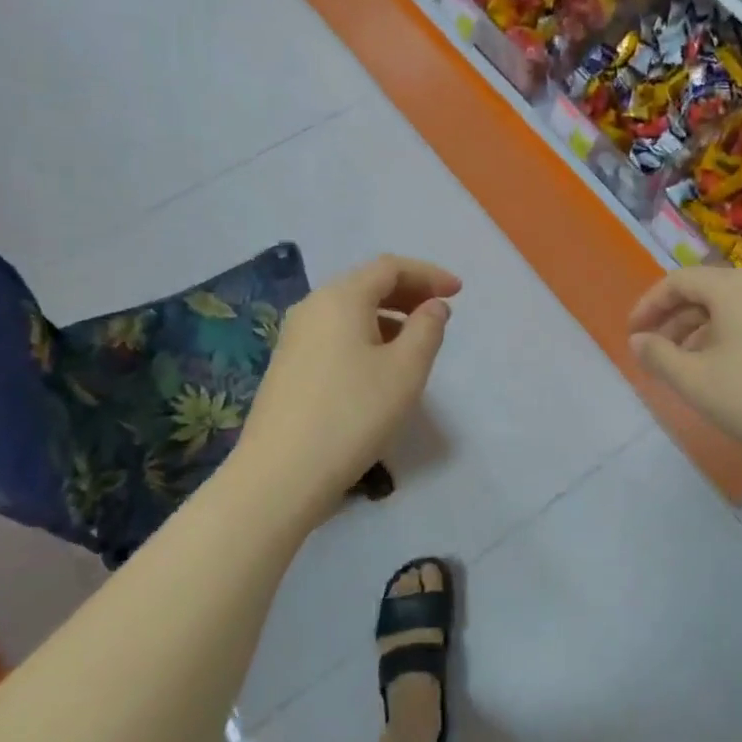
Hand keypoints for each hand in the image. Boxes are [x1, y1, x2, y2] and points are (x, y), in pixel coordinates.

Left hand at [235, 255, 458, 516]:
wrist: (281, 474)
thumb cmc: (353, 414)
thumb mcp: (405, 371)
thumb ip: (427, 330)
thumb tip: (433, 307)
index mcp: (341, 297)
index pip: (390, 267)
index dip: (428, 274)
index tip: (459, 292)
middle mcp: (312, 307)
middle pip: (366, 284)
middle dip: (408, 293)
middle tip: (440, 314)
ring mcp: (295, 337)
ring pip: (349, 311)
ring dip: (388, 316)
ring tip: (416, 343)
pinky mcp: (288, 366)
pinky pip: (335, 334)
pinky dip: (366, 336)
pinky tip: (380, 367)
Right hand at [627, 266, 741, 476]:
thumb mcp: (695, 380)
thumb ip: (658, 355)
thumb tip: (638, 340)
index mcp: (734, 286)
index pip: (678, 281)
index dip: (649, 306)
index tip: (633, 335)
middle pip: (708, 292)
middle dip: (675, 322)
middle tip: (656, 354)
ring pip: (734, 309)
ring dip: (702, 333)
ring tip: (687, 368)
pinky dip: (732, 339)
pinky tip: (728, 373)